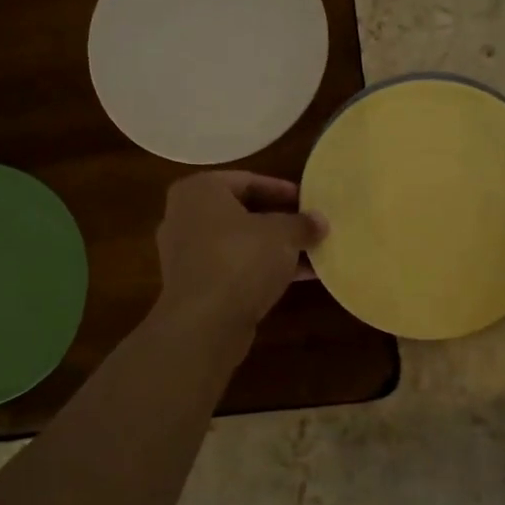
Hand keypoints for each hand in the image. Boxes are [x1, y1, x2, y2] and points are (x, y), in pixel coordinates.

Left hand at [154, 172, 326, 334]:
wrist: (204, 323)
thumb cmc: (240, 260)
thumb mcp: (282, 234)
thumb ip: (302, 223)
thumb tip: (319, 221)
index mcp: (200, 191)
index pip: (248, 181)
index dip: (283, 190)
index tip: (310, 201)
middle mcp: (186, 217)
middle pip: (242, 212)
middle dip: (280, 221)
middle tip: (311, 226)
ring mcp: (187, 253)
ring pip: (240, 243)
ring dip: (275, 248)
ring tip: (313, 252)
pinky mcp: (195, 285)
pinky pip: (234, 267)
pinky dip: (262, 269)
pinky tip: (299, 277)